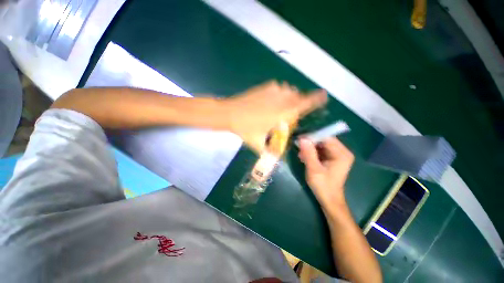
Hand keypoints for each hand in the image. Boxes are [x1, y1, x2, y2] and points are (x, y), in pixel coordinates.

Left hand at [223, 81, 326, 152]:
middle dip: (299, 103)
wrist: (229, 113)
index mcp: (284, 112)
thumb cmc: (246, 129)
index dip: (316, 99)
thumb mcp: (259, 144)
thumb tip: (278, 158)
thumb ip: (270, 152)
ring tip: (280, 107)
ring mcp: (274, 90)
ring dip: (289, 99)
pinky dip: (280, 94)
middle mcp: (282, 99)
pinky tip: (271, 101)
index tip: (323, 96)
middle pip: (299, 97)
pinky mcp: (266, 86)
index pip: (306, 103)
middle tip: (289, 113)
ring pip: (289, 92)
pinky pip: (279, 88)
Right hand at [298, 137, 354, 212]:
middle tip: (298, 147)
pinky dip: (312, 152)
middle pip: (324, 141)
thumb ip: (308, 153)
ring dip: (310, 148)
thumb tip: (302, 139)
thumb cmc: (323, 186)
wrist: (329, 200)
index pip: (326, 138)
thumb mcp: (314, 169)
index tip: (299, 138)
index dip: (312, 136)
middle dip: (310, 143)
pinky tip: (304, 157)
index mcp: (342, 154)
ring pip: (321, 145)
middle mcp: (342, 152)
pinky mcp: (332, 159)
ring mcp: (337, 155)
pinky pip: (320, 150)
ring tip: (300, 154)